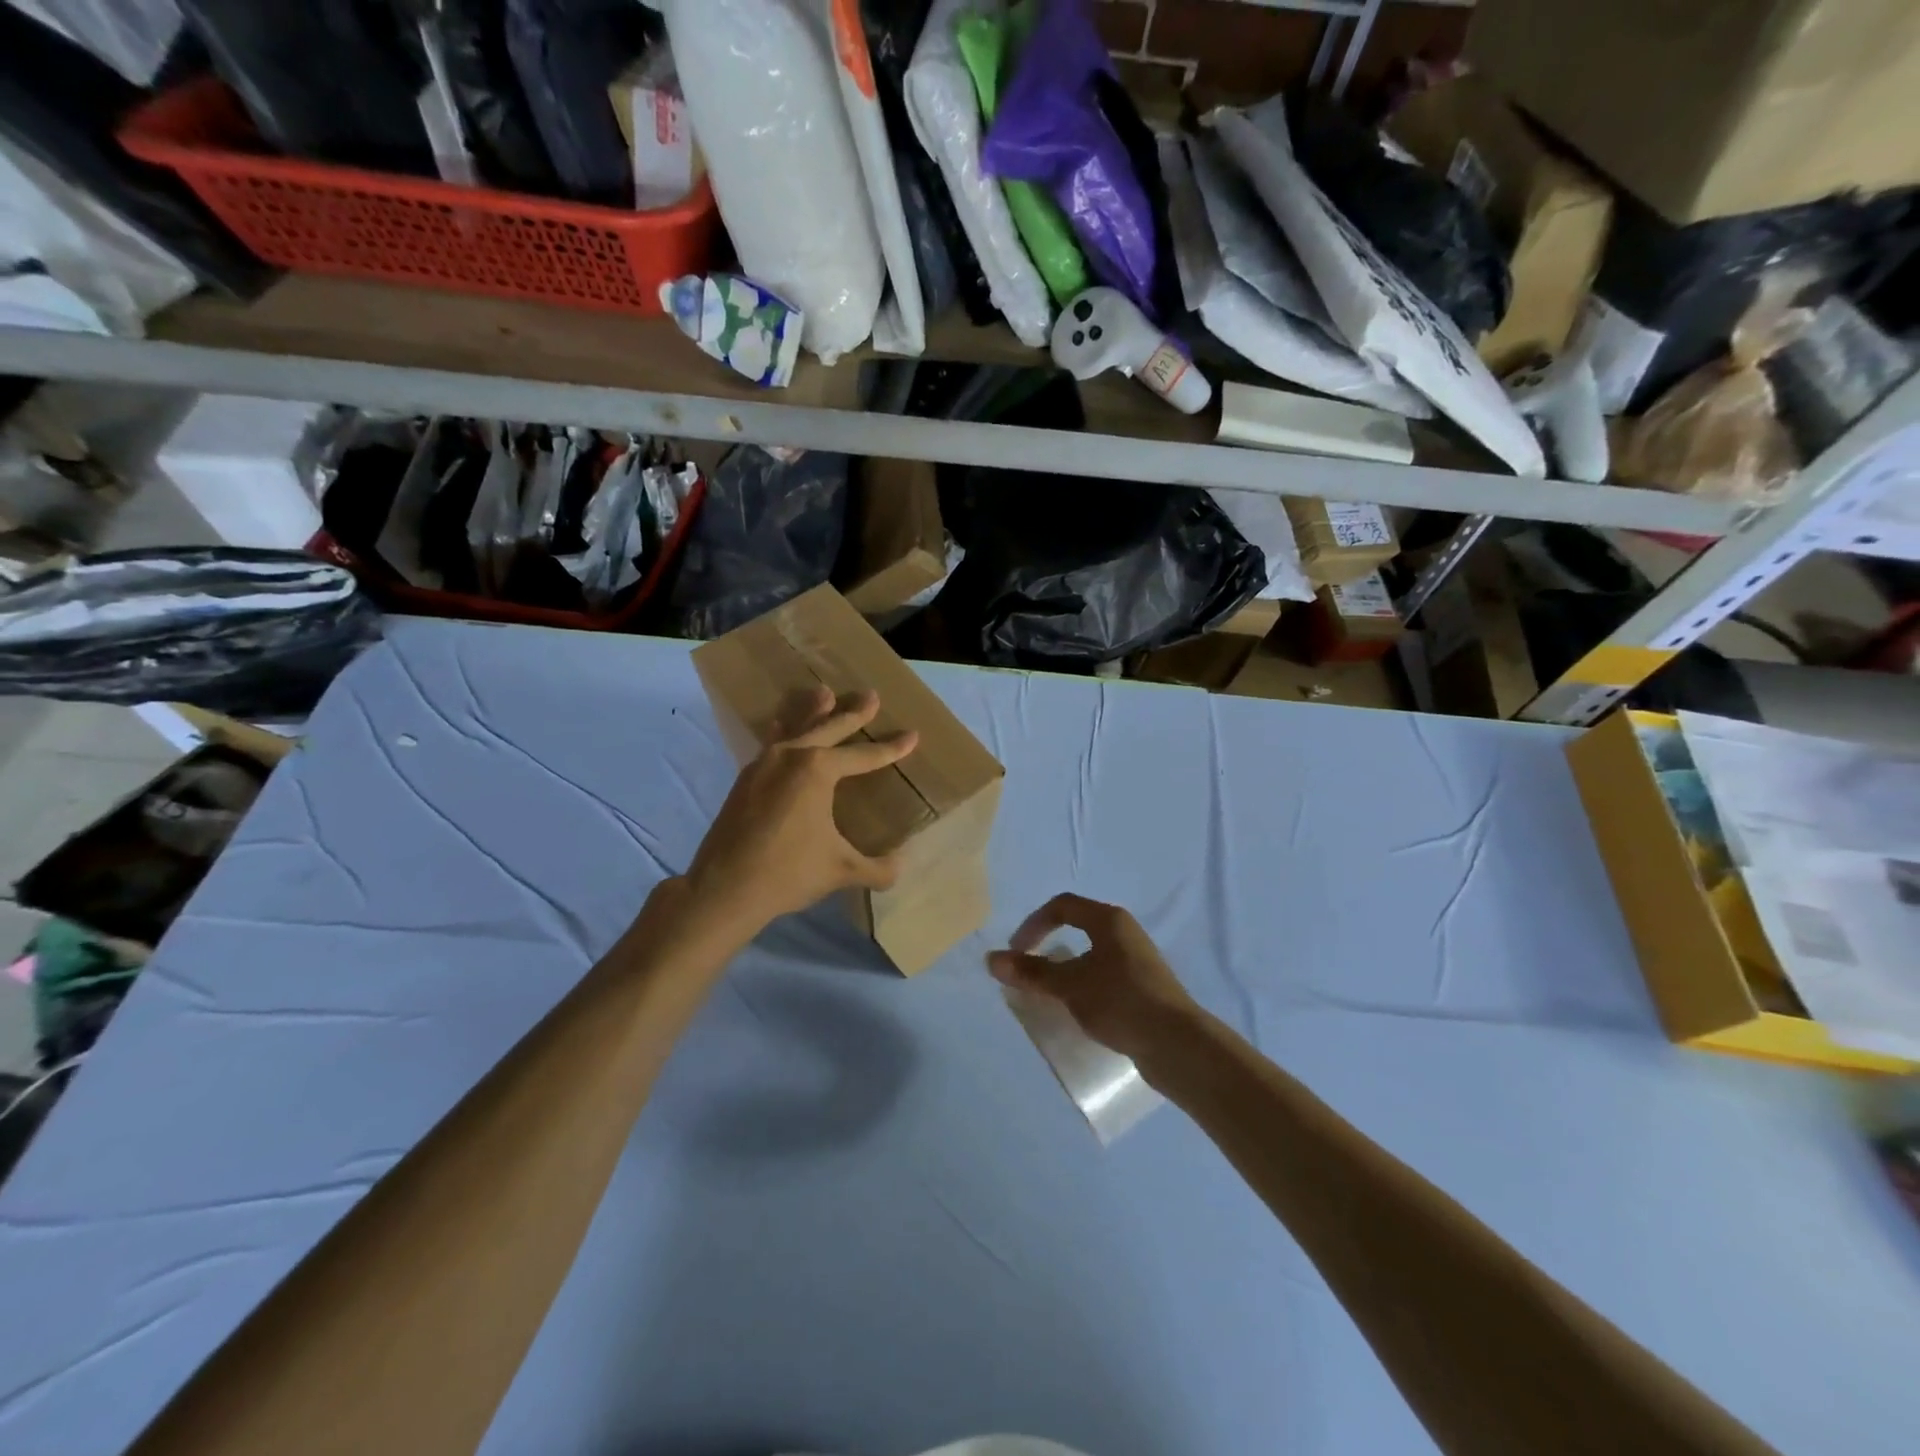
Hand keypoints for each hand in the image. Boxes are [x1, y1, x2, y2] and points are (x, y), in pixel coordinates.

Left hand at [683, 687, 917, 941]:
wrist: (723, 888)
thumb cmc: (788, 873)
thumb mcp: (842, 871)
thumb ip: (877, 868)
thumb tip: (900, 867)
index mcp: (818, 770)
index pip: (864, 756)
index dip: (891, 749)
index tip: (912, 735)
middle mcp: (790, 756)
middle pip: (829, 727)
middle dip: (853, 712)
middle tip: (870, 695)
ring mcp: (763, 764)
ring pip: (794, 728)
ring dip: (811, 711)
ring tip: (822, 692)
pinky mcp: (745, 779)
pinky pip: (770, 743)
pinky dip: (783, 731)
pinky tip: (779, 727)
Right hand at [988, 894, 1199, 1062]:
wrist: (1177, 1044)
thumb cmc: (1120, 1001)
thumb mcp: (1070, 985)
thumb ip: (1031, 972)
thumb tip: (991, 959)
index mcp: (1109, 920)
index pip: (1061, 906)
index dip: (1033, 925)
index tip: (1016, 953)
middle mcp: (1124, 933)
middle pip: (1077, 928)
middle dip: (1047, 947)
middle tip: (1028, 972)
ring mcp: (1136, 961)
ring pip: (1090, 956)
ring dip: (1064, 970)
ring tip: (1048, 995)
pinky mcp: (1143, 988)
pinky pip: (1103, 977)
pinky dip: (1082, 987)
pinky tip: (1077, 1011)